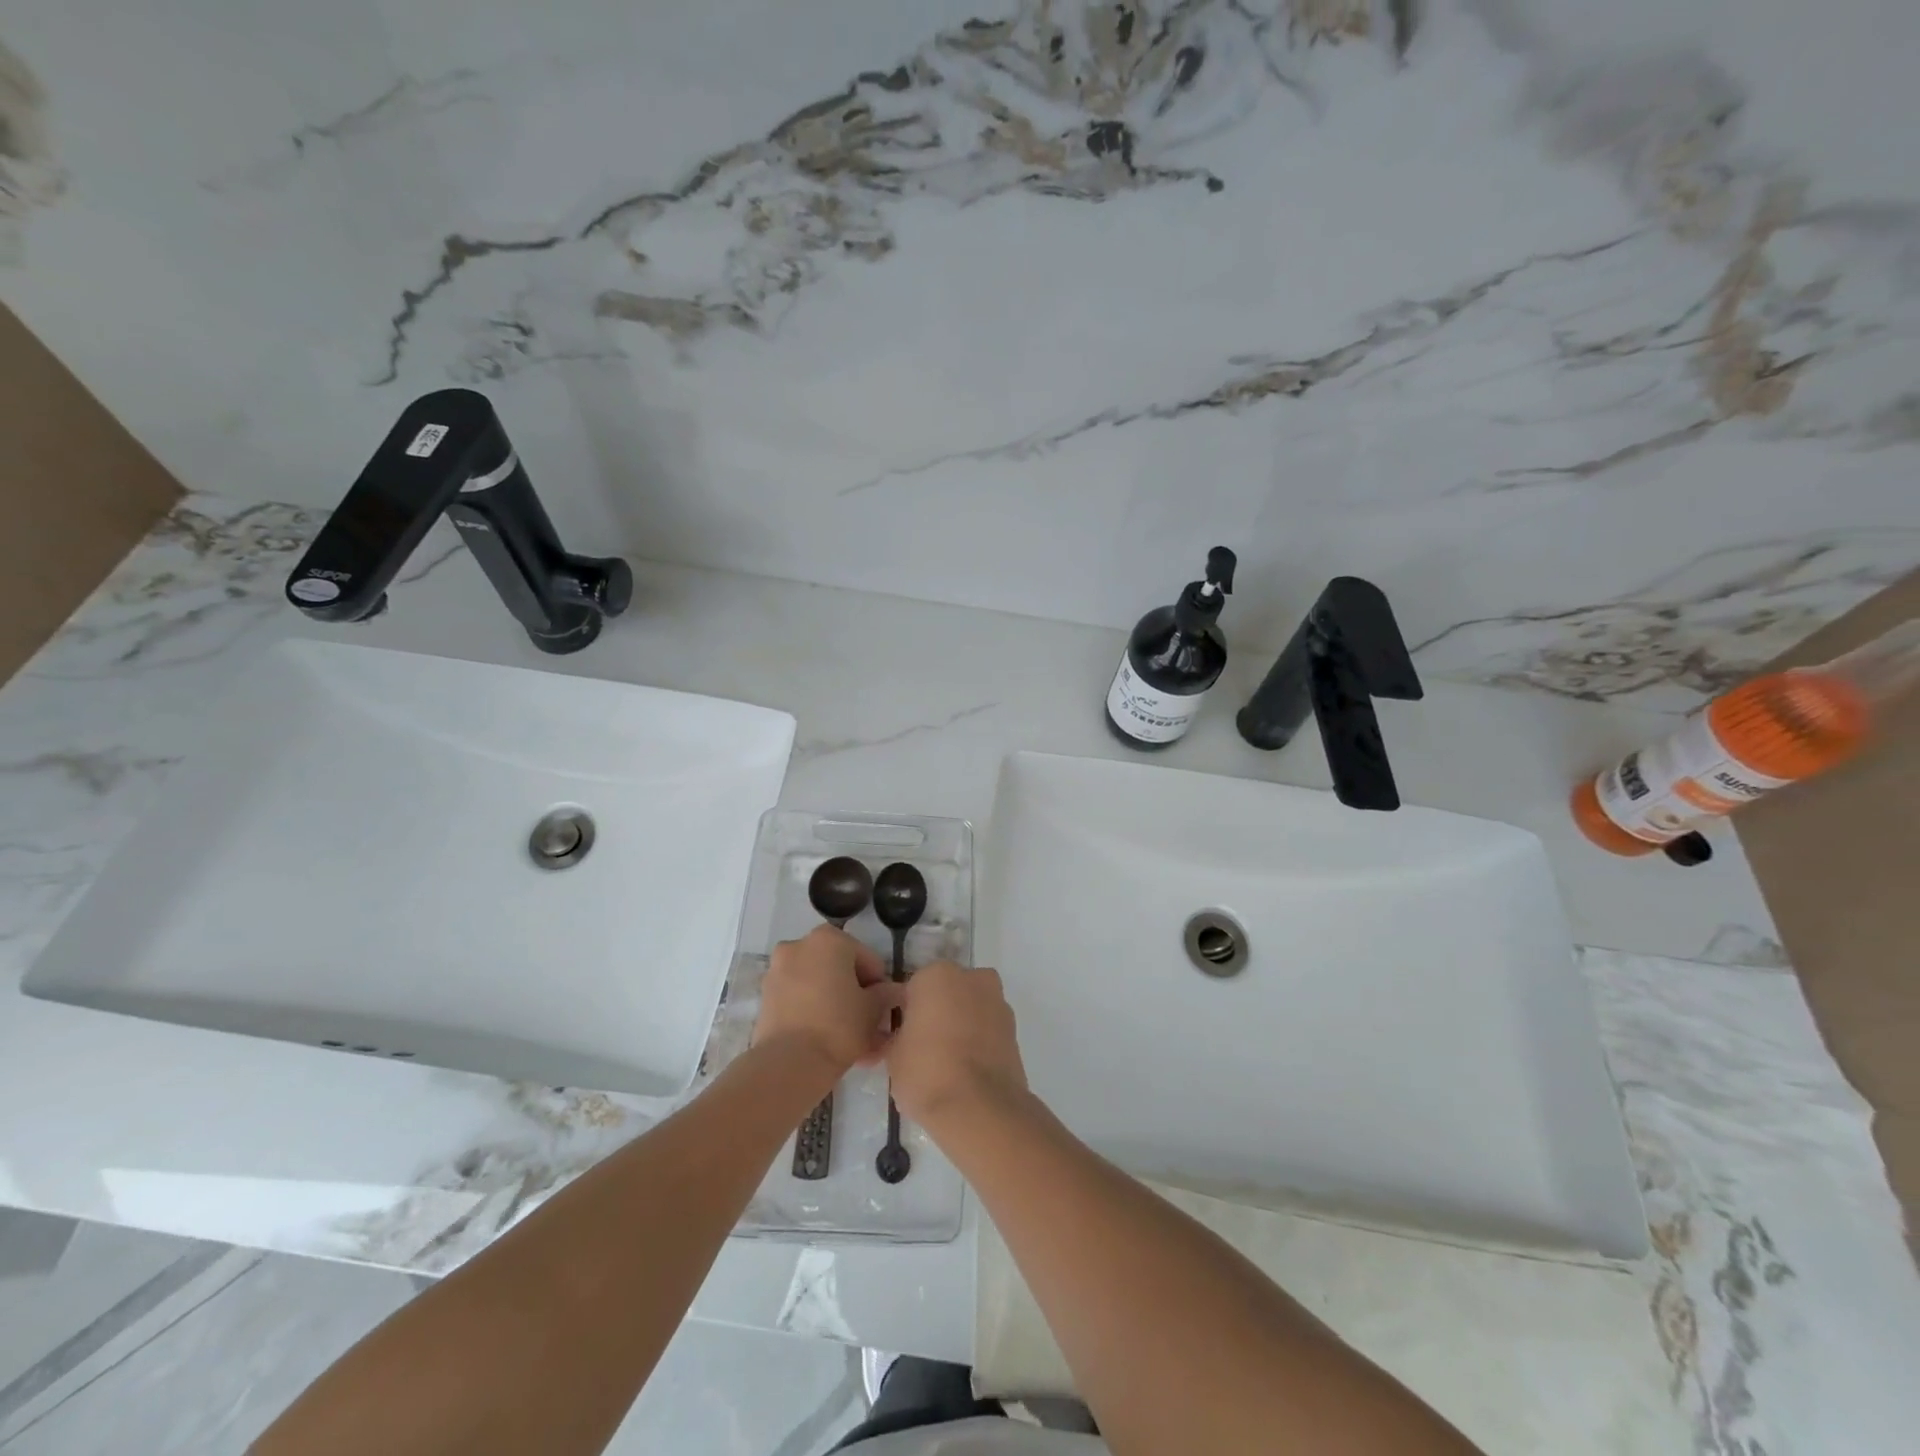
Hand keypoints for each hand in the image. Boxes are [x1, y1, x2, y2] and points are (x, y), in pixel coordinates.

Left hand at [753, 925, 901, 1073]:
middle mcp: (800, 945)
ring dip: (836, 1006)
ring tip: (852, 1041)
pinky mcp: (766, 997)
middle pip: (839, 970)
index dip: (879, 985)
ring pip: (818, 986)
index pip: (866, 959)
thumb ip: (886, 995)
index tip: (883, 1010)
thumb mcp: (873, 1010)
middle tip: (869, 1025)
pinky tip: (830, 1042)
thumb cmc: (839, 1025)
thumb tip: (894, 992)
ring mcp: (778, 971)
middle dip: (855, 996)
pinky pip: (799, 1001)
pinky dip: (814, 1014)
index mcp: (829, 939)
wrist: (790, 1062)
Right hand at [886, 961, 1028, 1131]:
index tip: (902, 1037)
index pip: (914, 988)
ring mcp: (998, 1002)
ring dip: (962, 1025)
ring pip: (971, 1009)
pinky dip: (980, 1042)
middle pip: (948, 992)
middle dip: (938, 1012)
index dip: (907, 1013)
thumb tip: (902, 1038)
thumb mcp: (893, 1056)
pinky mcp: (1016, 1030)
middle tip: (924, 1047)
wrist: (980, 1109)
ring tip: (948, 1063)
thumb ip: (897, 1036)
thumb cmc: (927, 1072)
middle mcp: (972, 978)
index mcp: (937, 975)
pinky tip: (968, 1070)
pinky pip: (988, 1030)